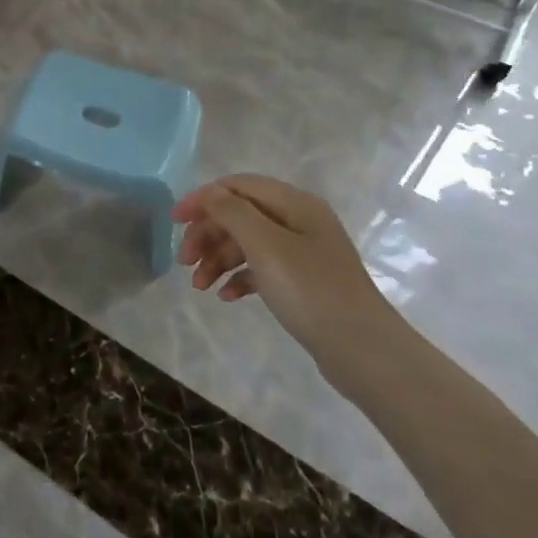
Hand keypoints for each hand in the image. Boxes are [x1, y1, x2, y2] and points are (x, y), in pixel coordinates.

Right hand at [172, 175, 403, 397]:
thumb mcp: (266, 245)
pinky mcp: (302, 281)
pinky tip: (226, 297)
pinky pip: (261, 269)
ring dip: (218, 259)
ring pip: (247, 243)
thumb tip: (209, 194)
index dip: (203, 199)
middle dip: (208, 234)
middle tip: (184, 261)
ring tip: (199, 286)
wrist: (364, 350)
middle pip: (240, 215)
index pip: (237, 186)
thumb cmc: (311, 291)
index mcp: (294, 203)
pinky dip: (239, 278)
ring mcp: (302, 252)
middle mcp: (299, 220)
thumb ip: (232, 212)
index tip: (174, 222)